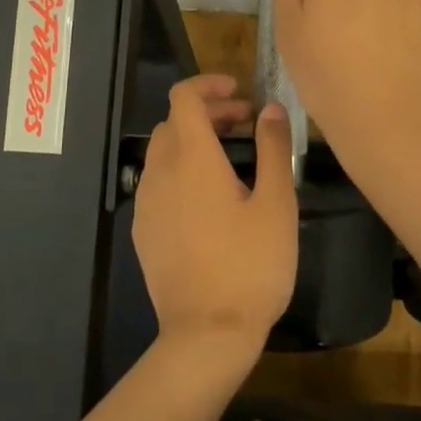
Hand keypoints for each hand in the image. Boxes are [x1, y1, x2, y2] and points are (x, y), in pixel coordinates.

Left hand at [133, 76, 297, 358]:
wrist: (205, 336)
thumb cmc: (250, 266)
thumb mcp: (276, 204)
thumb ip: (273, 149)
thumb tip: (270, 108)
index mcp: (192, 158)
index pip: (184, 97)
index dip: (209, 84)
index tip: (239, 92)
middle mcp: (161, 171)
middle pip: (175, 121)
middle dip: (208, 112)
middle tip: (245, 124)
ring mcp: (146, 202)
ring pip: (164, 150)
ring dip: (193, 139)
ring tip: (230, 157)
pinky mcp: (143, 229)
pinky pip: (158, 180)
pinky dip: (180, 168)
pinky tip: (208, 196)